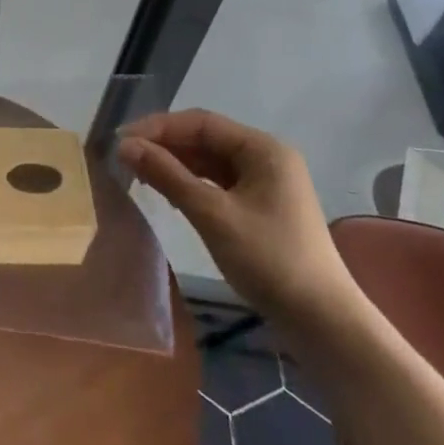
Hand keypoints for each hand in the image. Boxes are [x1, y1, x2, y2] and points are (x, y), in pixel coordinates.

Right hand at [119, 110, 359, 335]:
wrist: (322, 322)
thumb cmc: (269, 259)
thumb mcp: (212, 214)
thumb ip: (167, 175)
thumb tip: (124, 145)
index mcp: (263, 149)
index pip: (201, 122)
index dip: (158, 127)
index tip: (121, 140)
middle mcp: (266, 157)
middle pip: (206, 139)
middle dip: (165, 145)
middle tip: (124, 158)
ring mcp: (266, 183)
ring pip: (210, 162)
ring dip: (175, 165)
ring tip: (138, 174)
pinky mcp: (262, 208)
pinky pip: (219, 183)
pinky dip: (191, 184)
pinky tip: (168, 194)